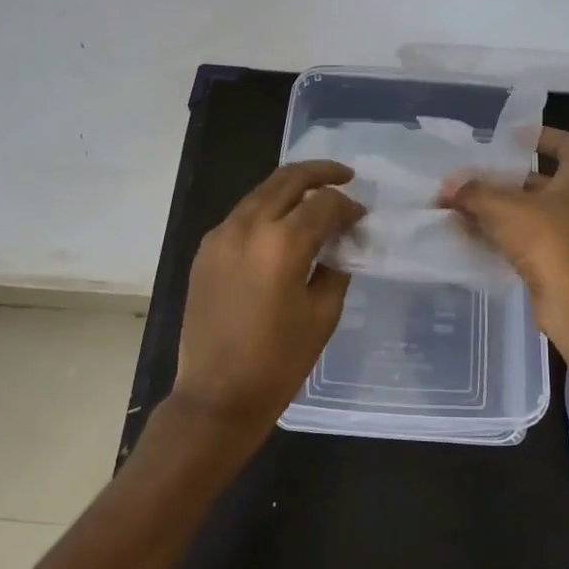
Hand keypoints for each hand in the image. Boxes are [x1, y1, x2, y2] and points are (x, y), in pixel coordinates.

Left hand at [173, 160, 364, 435]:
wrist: (216, 396)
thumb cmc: (278, 362)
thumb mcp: (323, 315)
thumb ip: (337, 266)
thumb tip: (344, 240)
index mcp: (282, 244)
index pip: (324, 203)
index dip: (349, 206)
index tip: (362, 217)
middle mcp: (248, 227)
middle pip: (288, 179)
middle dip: (321, 173)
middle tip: (346, 176)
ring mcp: (220, 236)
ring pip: (262, 192)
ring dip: (292, 188)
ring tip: (316, 196)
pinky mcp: (206, 250)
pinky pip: (242, 214)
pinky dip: (267, 209)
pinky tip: (283, 225)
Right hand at [438, 128, 568, 335]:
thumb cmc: (549, 240)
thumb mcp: (504, 208)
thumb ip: (473, 192)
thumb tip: (448, 188)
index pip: (564, 143)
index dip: (537, 135)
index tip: (508, 137)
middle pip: (541, 180)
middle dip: (505, 178)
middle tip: (471, 175)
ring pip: (531, 212)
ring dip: (499, 209)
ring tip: (462, 205)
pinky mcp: (562, 262)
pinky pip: (529, 239)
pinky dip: (504, 235)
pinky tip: (472, 235)